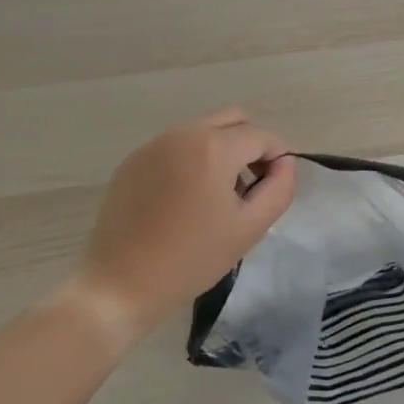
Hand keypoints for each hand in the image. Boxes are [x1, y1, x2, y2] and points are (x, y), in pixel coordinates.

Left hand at [73, 106, 295, 335]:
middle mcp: (183, 133)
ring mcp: (154, 144)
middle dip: (250, 144)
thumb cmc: (192, 259)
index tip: (274, 188)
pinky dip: (192, 160)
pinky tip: (183, 201)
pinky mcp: (133, 159)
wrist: (120, 284)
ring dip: (221, 150)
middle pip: (233, 119)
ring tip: (216, 196)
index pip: (262, 136)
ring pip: (203, 129)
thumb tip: (284, 164)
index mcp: (214, 147)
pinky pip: (175, 145)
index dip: (278, 158)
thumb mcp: (249, 228)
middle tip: (249, 185)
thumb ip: (279, 189)